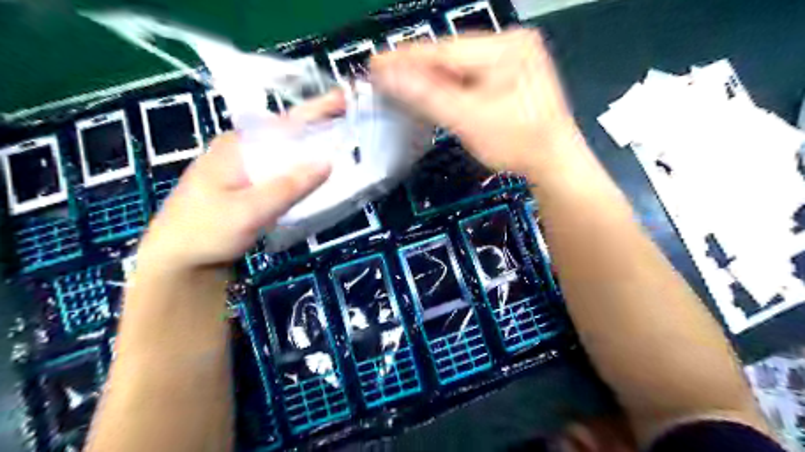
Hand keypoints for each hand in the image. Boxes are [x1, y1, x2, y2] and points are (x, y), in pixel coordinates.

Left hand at [136, 91, 343, 269]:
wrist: (178, 261)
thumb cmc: (207, 231)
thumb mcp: (249, 210)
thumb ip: (289, 186)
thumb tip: (328, 162)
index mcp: (237, 145)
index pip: (285, 123)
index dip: (317, 110)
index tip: (345, 100)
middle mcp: (241, 150)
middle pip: (288, 135)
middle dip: (319, 127)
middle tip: (351, 123)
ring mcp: (244, 168)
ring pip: (286, 154)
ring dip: (312, 150)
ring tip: (343, 146)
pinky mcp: (248, 186)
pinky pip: (282, 171)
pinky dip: (302, 170)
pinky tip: (317, 175)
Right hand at [370, 28, 578, 176]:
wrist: (553, 161)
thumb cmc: (518, 143)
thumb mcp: (469, 119)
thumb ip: (427, 96)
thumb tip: (390, 76)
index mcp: (506, 48)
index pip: (443, 49)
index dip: (406, 58)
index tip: (377, 64)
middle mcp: (511, 43)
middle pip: (450, 54)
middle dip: (417, 68)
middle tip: (385, 77)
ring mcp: (513, 57)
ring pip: (459, 64)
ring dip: (431, 77)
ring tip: (402, 84)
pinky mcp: (511, 73)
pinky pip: (470, 74)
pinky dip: (450, 84)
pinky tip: (433, 91)